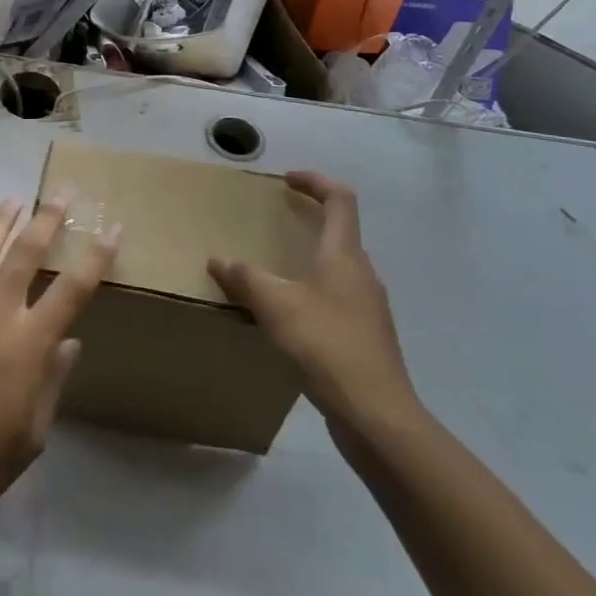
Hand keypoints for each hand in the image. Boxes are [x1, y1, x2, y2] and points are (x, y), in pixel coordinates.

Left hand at [0, 198, 115, 533]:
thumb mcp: (31, 435)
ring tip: (13, 200)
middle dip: (47, 219)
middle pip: (26, 251)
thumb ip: (52, 381)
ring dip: (2, 221)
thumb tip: (68, 341)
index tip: (112, 228)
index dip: (96, 256)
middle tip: (60, 194)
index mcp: (27, 343)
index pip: (73, 288)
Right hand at [208, 171, 424, 455]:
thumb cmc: (326, 345)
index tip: (288, 179)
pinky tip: (290, 318)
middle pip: (341, 233)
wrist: (377, 415)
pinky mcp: (367, 338)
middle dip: (310, 221)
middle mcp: (363, 274)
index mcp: (345, 255)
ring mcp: (369, 308)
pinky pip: (337, 299)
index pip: (340, 199)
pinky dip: (313, 293)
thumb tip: (218, 260)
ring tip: (275, 272)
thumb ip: (245, 278)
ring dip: (310, 260)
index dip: (315, 181)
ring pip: (339, 269)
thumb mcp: (275, 306)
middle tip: (276, 223)